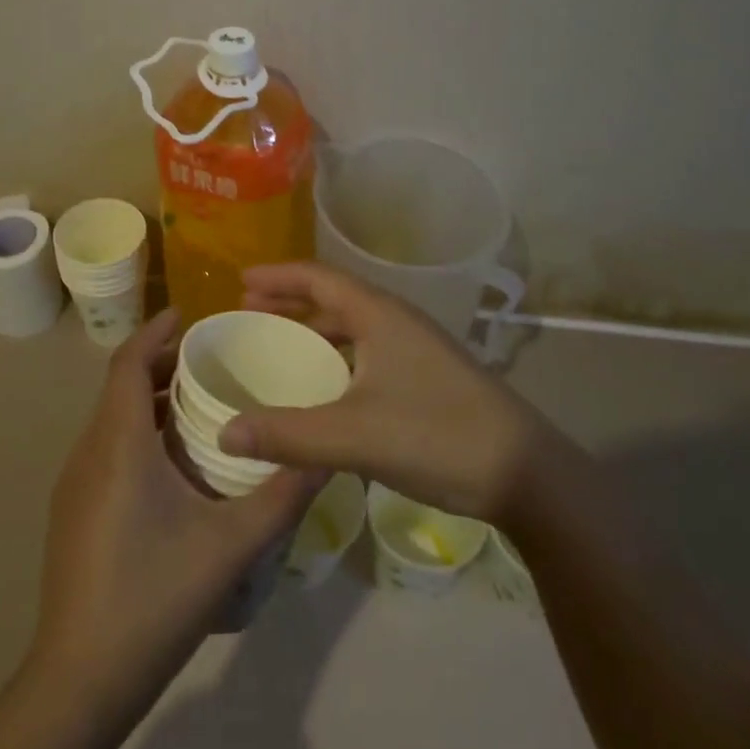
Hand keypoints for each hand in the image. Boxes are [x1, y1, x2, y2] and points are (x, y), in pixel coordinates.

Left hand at [31, 308, 322, 708]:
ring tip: (200, 401)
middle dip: (162, 362)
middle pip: (121, 385)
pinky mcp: (73, 512)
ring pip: (112, 417)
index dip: (156, 330)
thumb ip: (282, 495)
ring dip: (150, 398)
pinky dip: (138, 430)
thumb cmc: (154, 599)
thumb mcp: (231, 546)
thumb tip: (327, 454)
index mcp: (119, 444)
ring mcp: (75, 484)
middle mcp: (89, 452)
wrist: (79, 682)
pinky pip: (107, 446)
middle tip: (211, 357)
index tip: (191, 314)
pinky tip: (174, 462)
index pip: (128, 362)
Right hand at [219, 263, 549, 521]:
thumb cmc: (437, 435)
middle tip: (250, 311)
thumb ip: (287, 434)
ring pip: (354, 327)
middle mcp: (397, 322)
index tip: (239, 280)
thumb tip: (224, 432)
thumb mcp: (354, 435)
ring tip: (280, 345)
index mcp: (380, 315)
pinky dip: (338, 358)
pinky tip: (326, 387)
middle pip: (335, 298)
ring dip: (315, 330)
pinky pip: (368, 353)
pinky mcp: (427, 377)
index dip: (278, 276)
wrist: (525, 472)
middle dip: (291, 302)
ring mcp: (416, 349)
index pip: (319, 278)